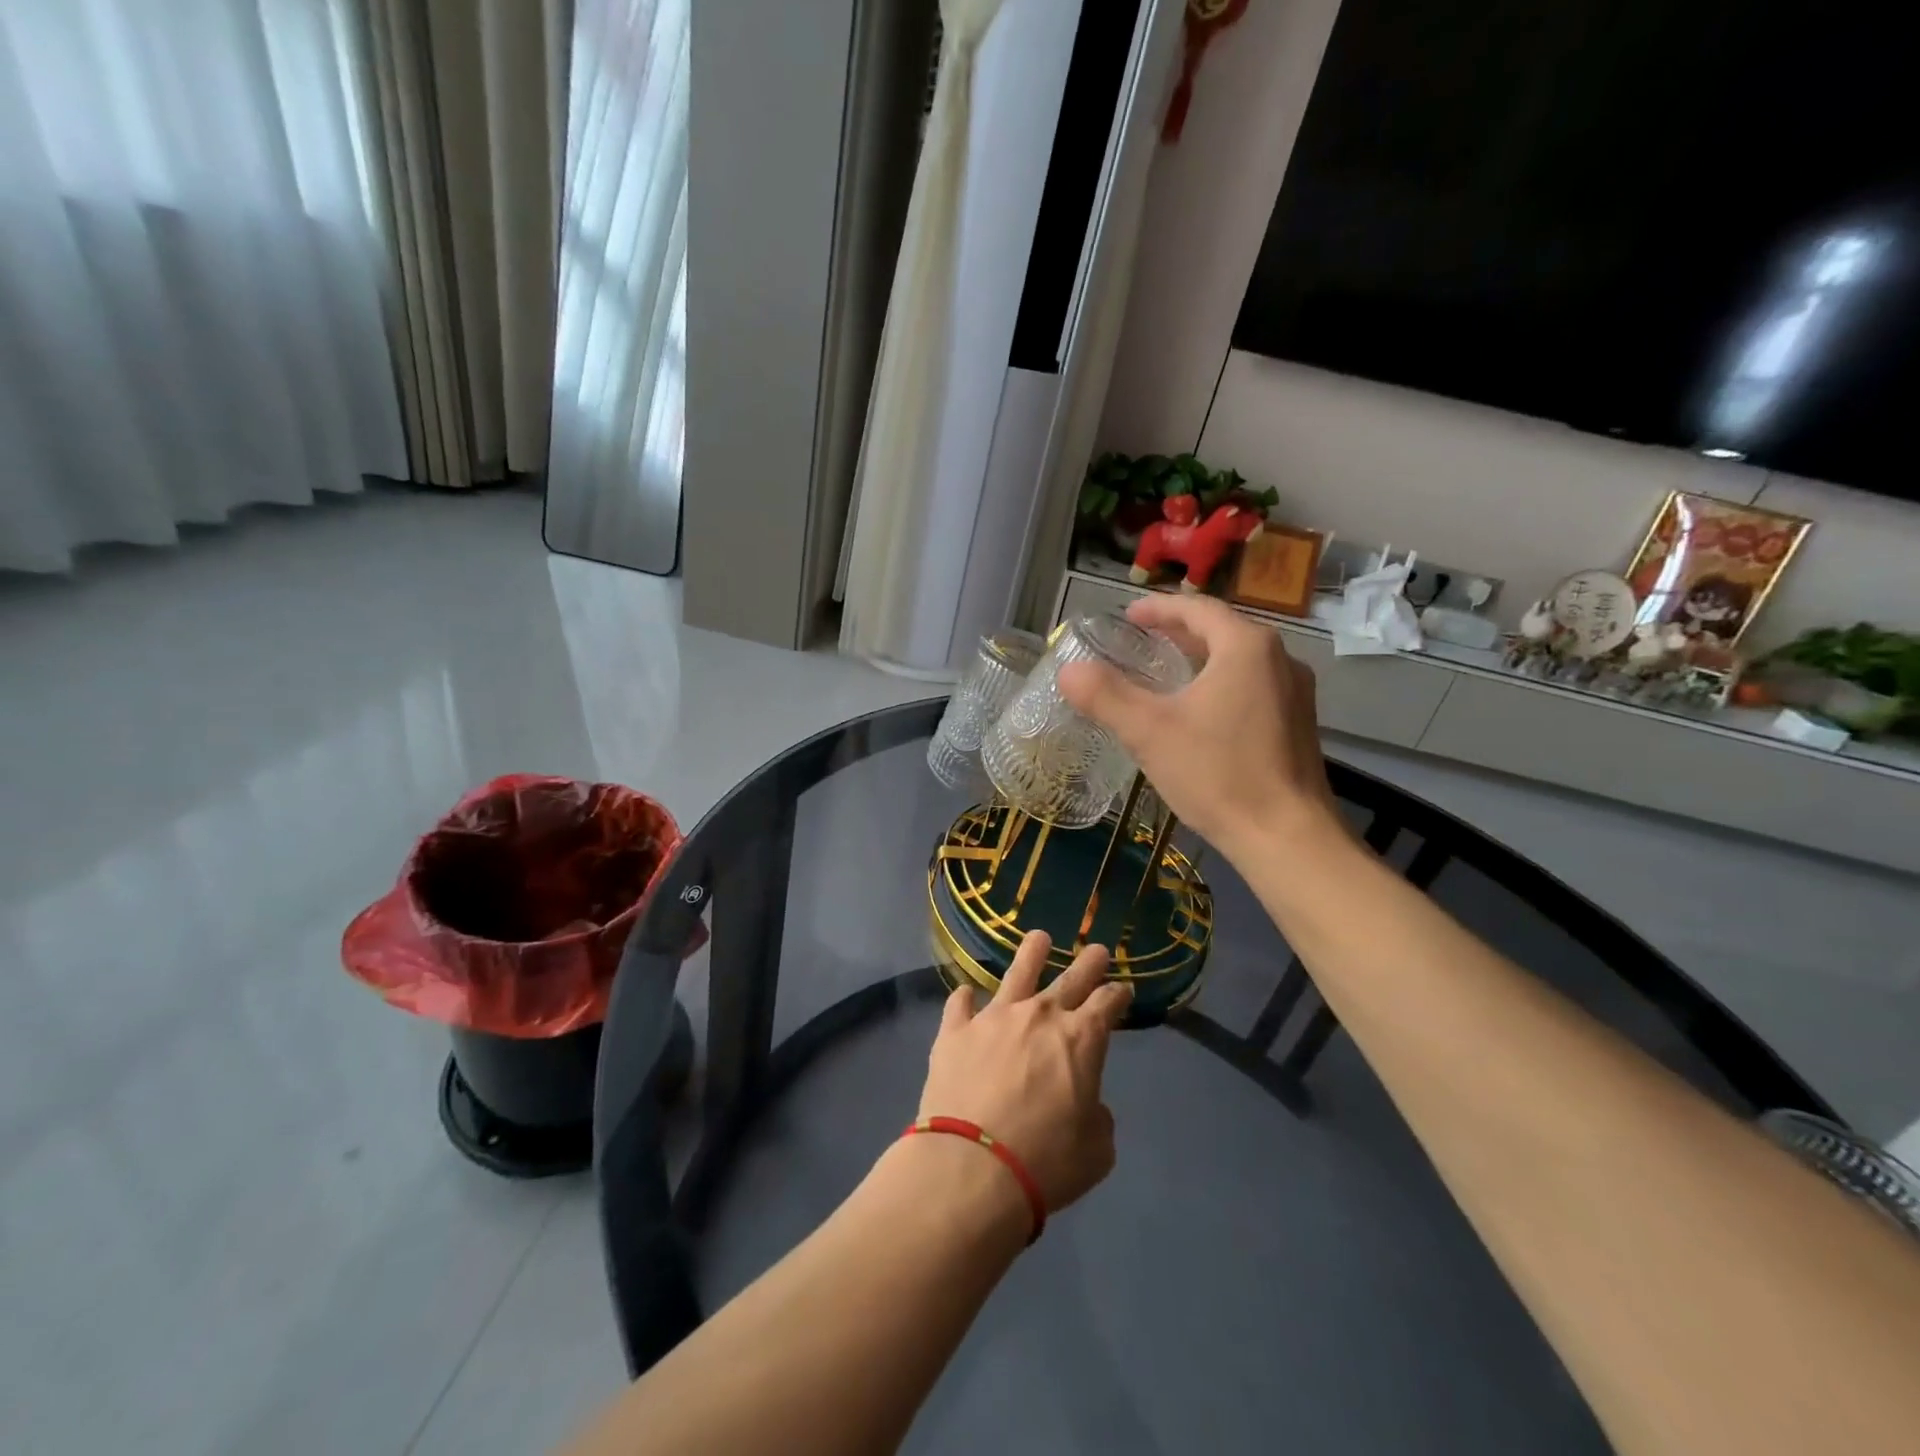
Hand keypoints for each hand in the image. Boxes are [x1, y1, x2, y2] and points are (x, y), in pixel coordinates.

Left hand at [919, 932, 1130, 1215]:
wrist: (971, 1167)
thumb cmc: (1045, 1163)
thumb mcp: (1096, 1151)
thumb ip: (1096, 1118)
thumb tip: (1087, 1104)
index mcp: (1081, 1039)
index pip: (1107, 1003)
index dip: (1118, 995)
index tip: (1122, 990)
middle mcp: (1039, 1015)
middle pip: (1070, 979)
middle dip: (1088, 963)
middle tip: (1097, 949)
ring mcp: (994, 1018)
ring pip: (1017, 973)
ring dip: (1031, 954)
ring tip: (1039, 938)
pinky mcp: (955, 1031)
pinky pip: (960, 1004)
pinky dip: (965, 999)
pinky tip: (966, 995)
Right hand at [1059, 593, 1339, 854]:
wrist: (1287, 837)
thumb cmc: (1218, 774)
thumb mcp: (1149, 732)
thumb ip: (1105, 695)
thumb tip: (1069, 671)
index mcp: (1246, 647)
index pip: (1198, 609)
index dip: (1159, 609)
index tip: (1128, 616)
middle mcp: (1279, 659)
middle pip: (1222, 631)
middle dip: (1179, 632)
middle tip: (1141, 641)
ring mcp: (1295, 693)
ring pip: (1240, 660)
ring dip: (1201, 658)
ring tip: (1166, 671)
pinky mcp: (1299, 725)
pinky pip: (1254, 686)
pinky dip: (1221, 683)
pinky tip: (1200, 712)